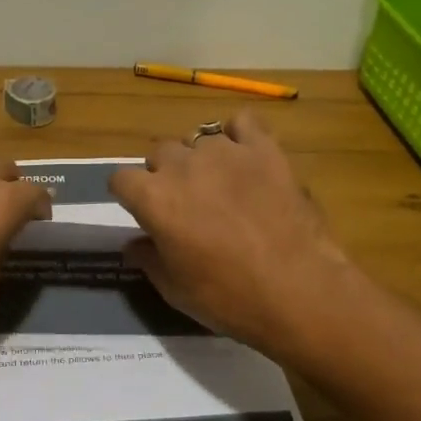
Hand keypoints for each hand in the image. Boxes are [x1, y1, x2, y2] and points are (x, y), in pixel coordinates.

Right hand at [110, 111, 356, 363]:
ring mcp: (225, 153)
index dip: (129, 195)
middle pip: (160, 153)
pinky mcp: (264, 149)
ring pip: (199, 140)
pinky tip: (246, 157)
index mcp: (154, 198)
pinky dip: (239, 136)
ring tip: (220, 185)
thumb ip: (148, 259)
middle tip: (185, 204)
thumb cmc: (229, 297)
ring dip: (201, 159)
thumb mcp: (175, 290)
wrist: (299, 290)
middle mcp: (182, 166)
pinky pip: (243, 123)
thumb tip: (133, 244)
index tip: (141, 211)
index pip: (121, 178)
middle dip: (165, 174)